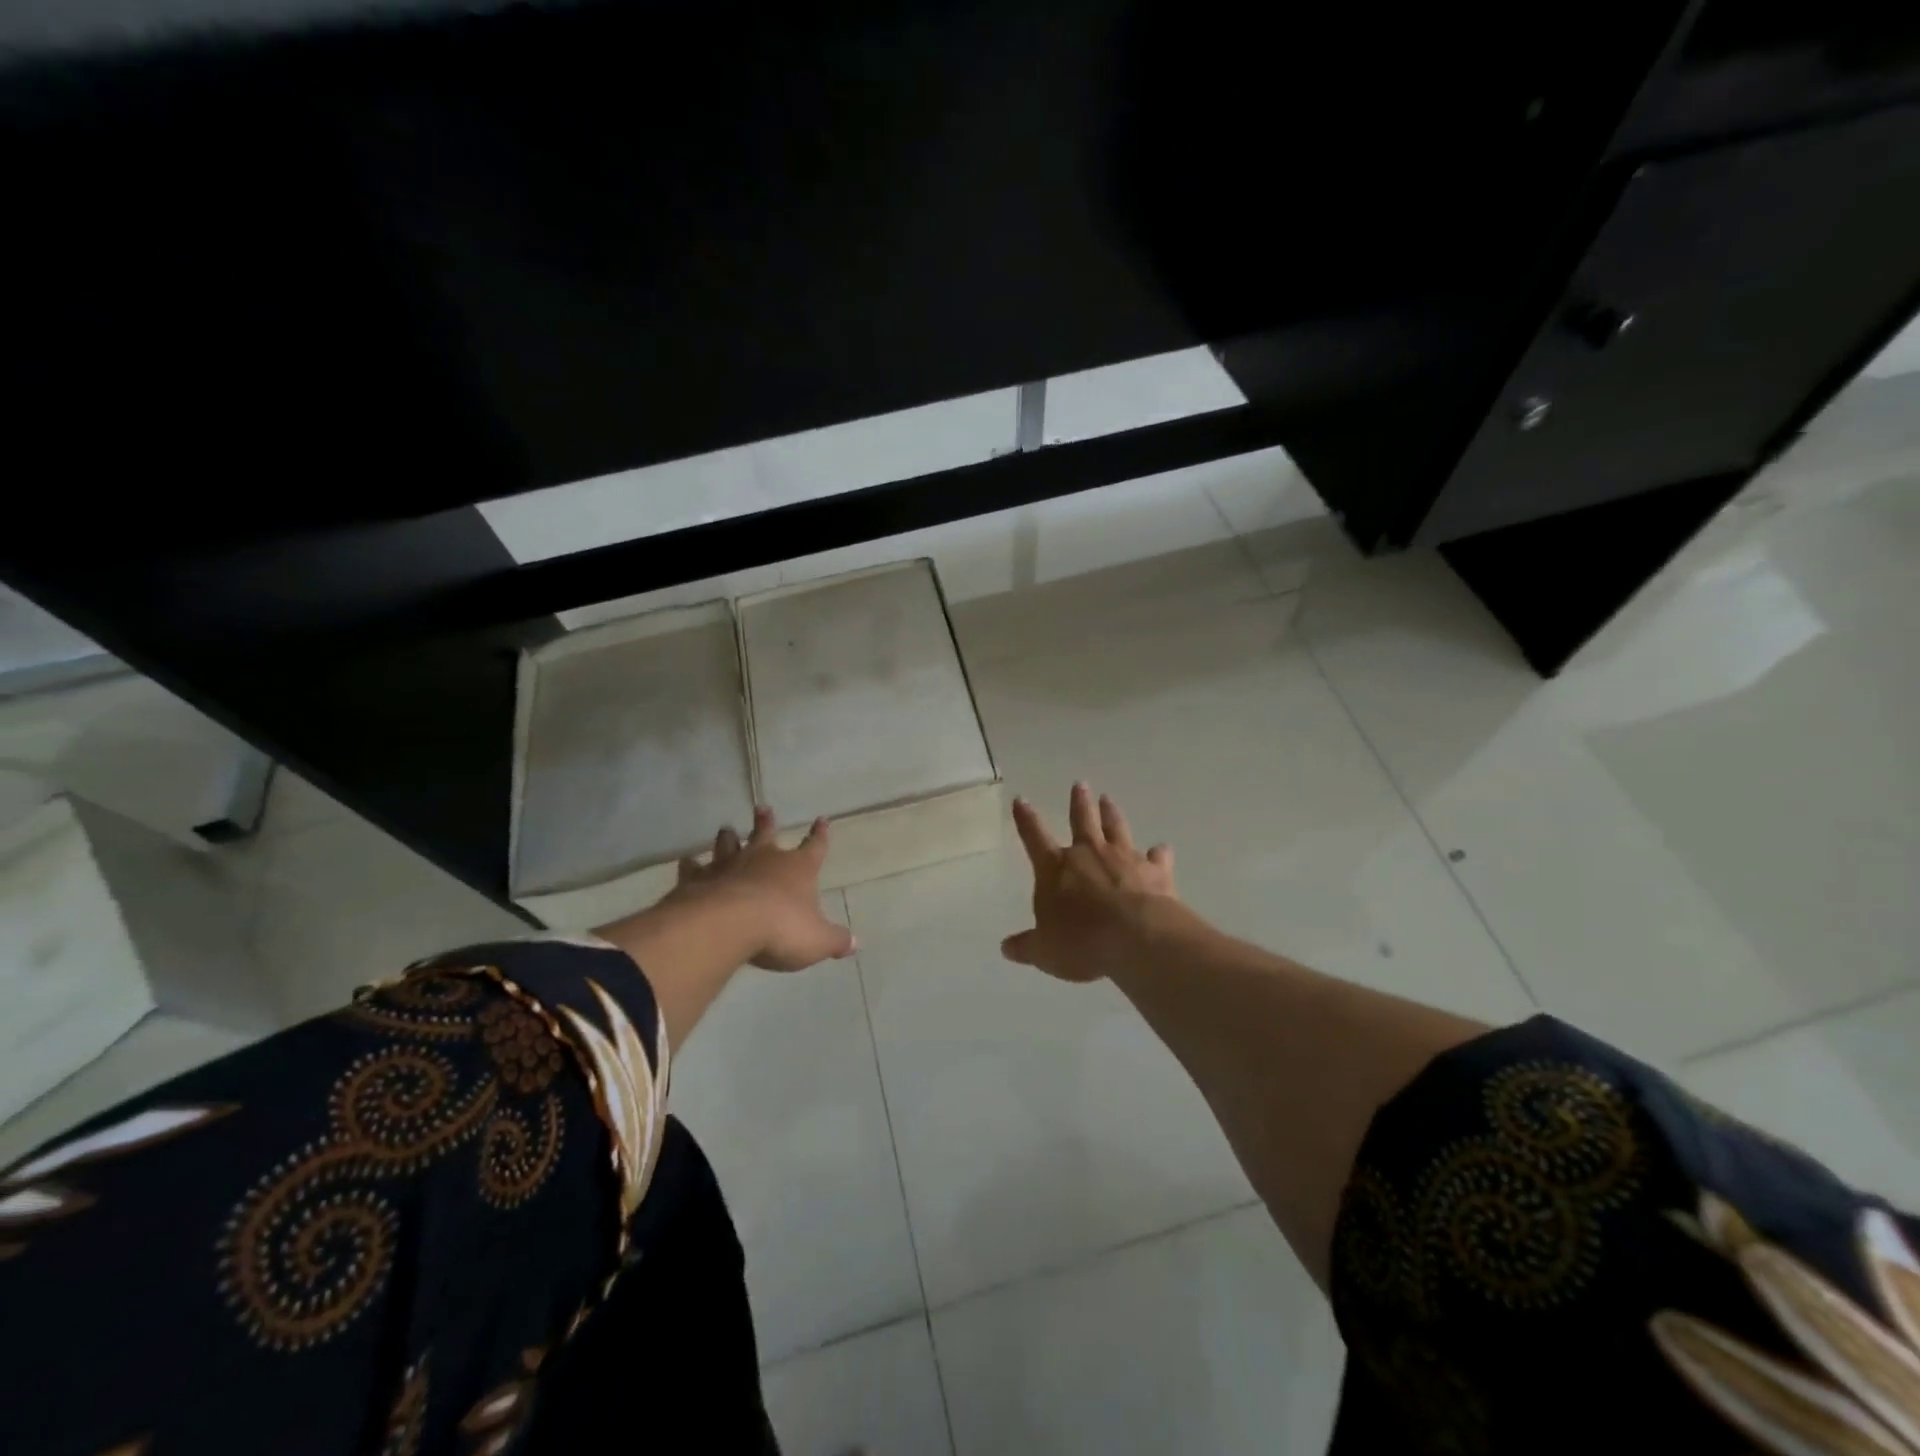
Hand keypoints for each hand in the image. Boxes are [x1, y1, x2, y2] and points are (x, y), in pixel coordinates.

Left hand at [672, 806, 855, 970]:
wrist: (728, 925)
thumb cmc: (781, 929)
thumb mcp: (817, 940)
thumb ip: (835, 940)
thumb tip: (854, 944)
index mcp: (797, 869)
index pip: (814, 847)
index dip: (819, 835)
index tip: (822, 820)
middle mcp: (764, 860)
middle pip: (766, 834)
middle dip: (766, 821)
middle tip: (762, 807)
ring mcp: (729, 866)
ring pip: (729, 844)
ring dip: (729, 837)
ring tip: (727, 829)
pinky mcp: (699, 879)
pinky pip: (694, 868)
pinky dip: (691, 864)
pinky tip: (687, 862)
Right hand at [1001, 782, 1178, 982]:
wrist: (1137, 938)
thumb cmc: (1082, 942)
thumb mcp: (1045, 951)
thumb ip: (1027, 946)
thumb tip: (1006, 947)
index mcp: (1056, 868)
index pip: (1034, 837)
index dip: (1026, 819)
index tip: (1021, 800)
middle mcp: (1088, 854)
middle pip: (1082, 820)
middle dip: (1079, 802)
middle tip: (1080, 785)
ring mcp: (1124, 858)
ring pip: (1116, 828)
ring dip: (1111, 813)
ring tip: (1108, 799)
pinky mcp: (1155, 871)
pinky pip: (1157, 857)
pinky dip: (1159, 853)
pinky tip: (1163, 849)